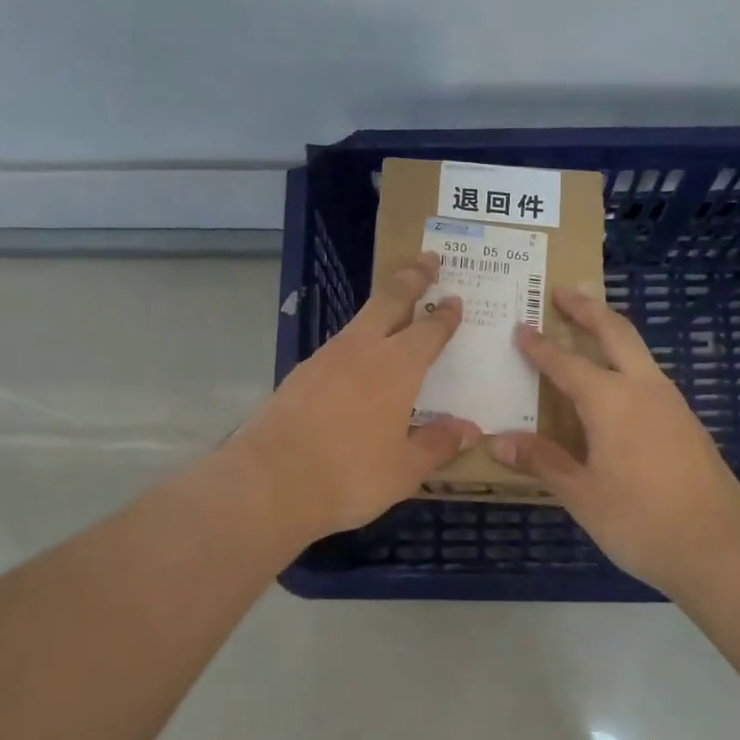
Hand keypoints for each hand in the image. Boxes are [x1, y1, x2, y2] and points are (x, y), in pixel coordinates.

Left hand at [232, 253, 480, 543]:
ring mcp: (325, 358)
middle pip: (390, 300)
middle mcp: (362, 350)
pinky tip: (356, 361)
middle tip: (428, 259)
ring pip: (360, 320)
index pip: (429, 330)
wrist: (269, 480)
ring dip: (381, 307)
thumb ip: (438, 444)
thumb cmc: (349, 474)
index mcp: (397, 367)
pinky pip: (338, 346)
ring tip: (394, 309)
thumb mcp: (404, 468)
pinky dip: (356, 342)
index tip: (455, 299)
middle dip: (411, 277)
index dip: (445, 315)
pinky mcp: (300, 374)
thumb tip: (470, 429)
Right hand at [488, 289, 739, 599]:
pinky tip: (619, 385)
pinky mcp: (688, 423)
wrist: (720, 548)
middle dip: (587, 309)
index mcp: (611, 402)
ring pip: (639, 351)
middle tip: (564, 290)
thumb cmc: (641, 521)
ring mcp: (672, 404)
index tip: (520, 328)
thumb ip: (542, 462)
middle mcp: (644, 389)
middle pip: (615, 332)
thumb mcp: (582, 495)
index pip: (566, 363)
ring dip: (612, 331)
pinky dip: (628, 362)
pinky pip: (650, 376)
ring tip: (589, 327)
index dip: (540, 346)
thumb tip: (498, 441)